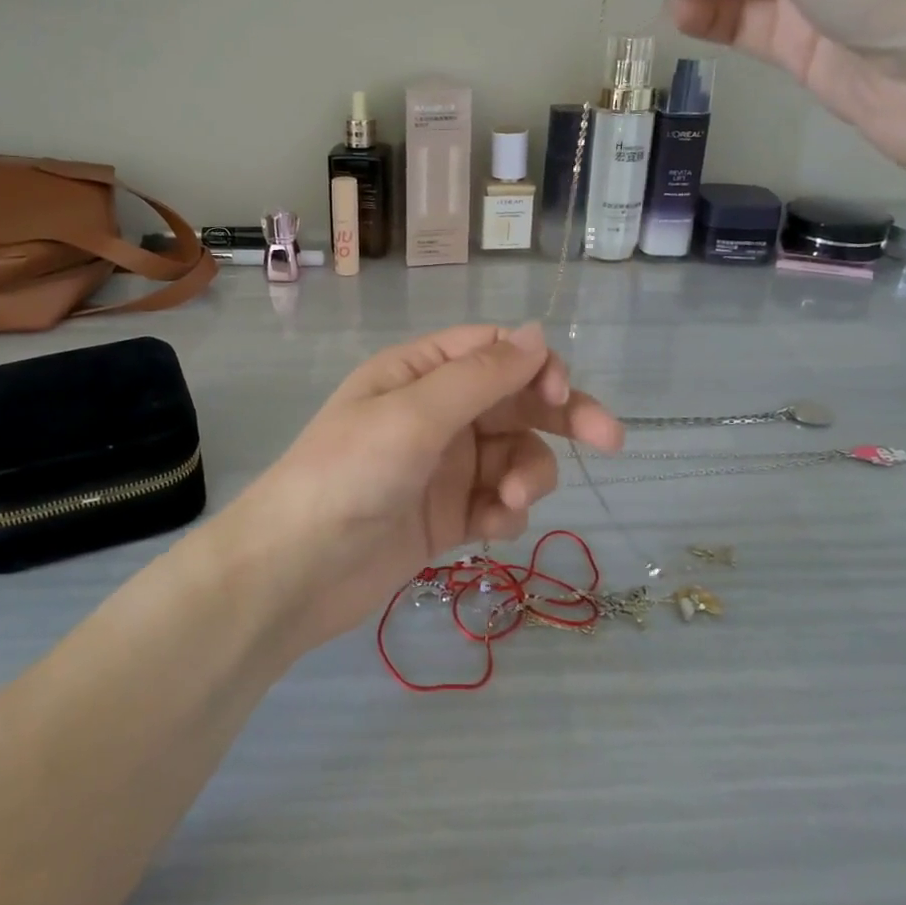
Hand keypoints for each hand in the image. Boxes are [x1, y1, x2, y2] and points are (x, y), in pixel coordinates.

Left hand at [238, 323, 621, 649]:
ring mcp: (442, 465)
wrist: (295, 570)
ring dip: (526, 475)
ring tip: (510, 504)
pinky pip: (496, 501)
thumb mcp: (416, 415)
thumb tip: (539, 334)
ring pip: (512, 454)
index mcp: (419, 372)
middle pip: (514, 402)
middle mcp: (435, 412)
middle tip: (609, 440)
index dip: (535, 365)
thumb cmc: (350, 473)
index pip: (493, 350)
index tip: (562, 394)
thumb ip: (481, 376)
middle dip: (558, 418)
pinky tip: (492, 529)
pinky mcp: (447, 515)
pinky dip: (505, 511)